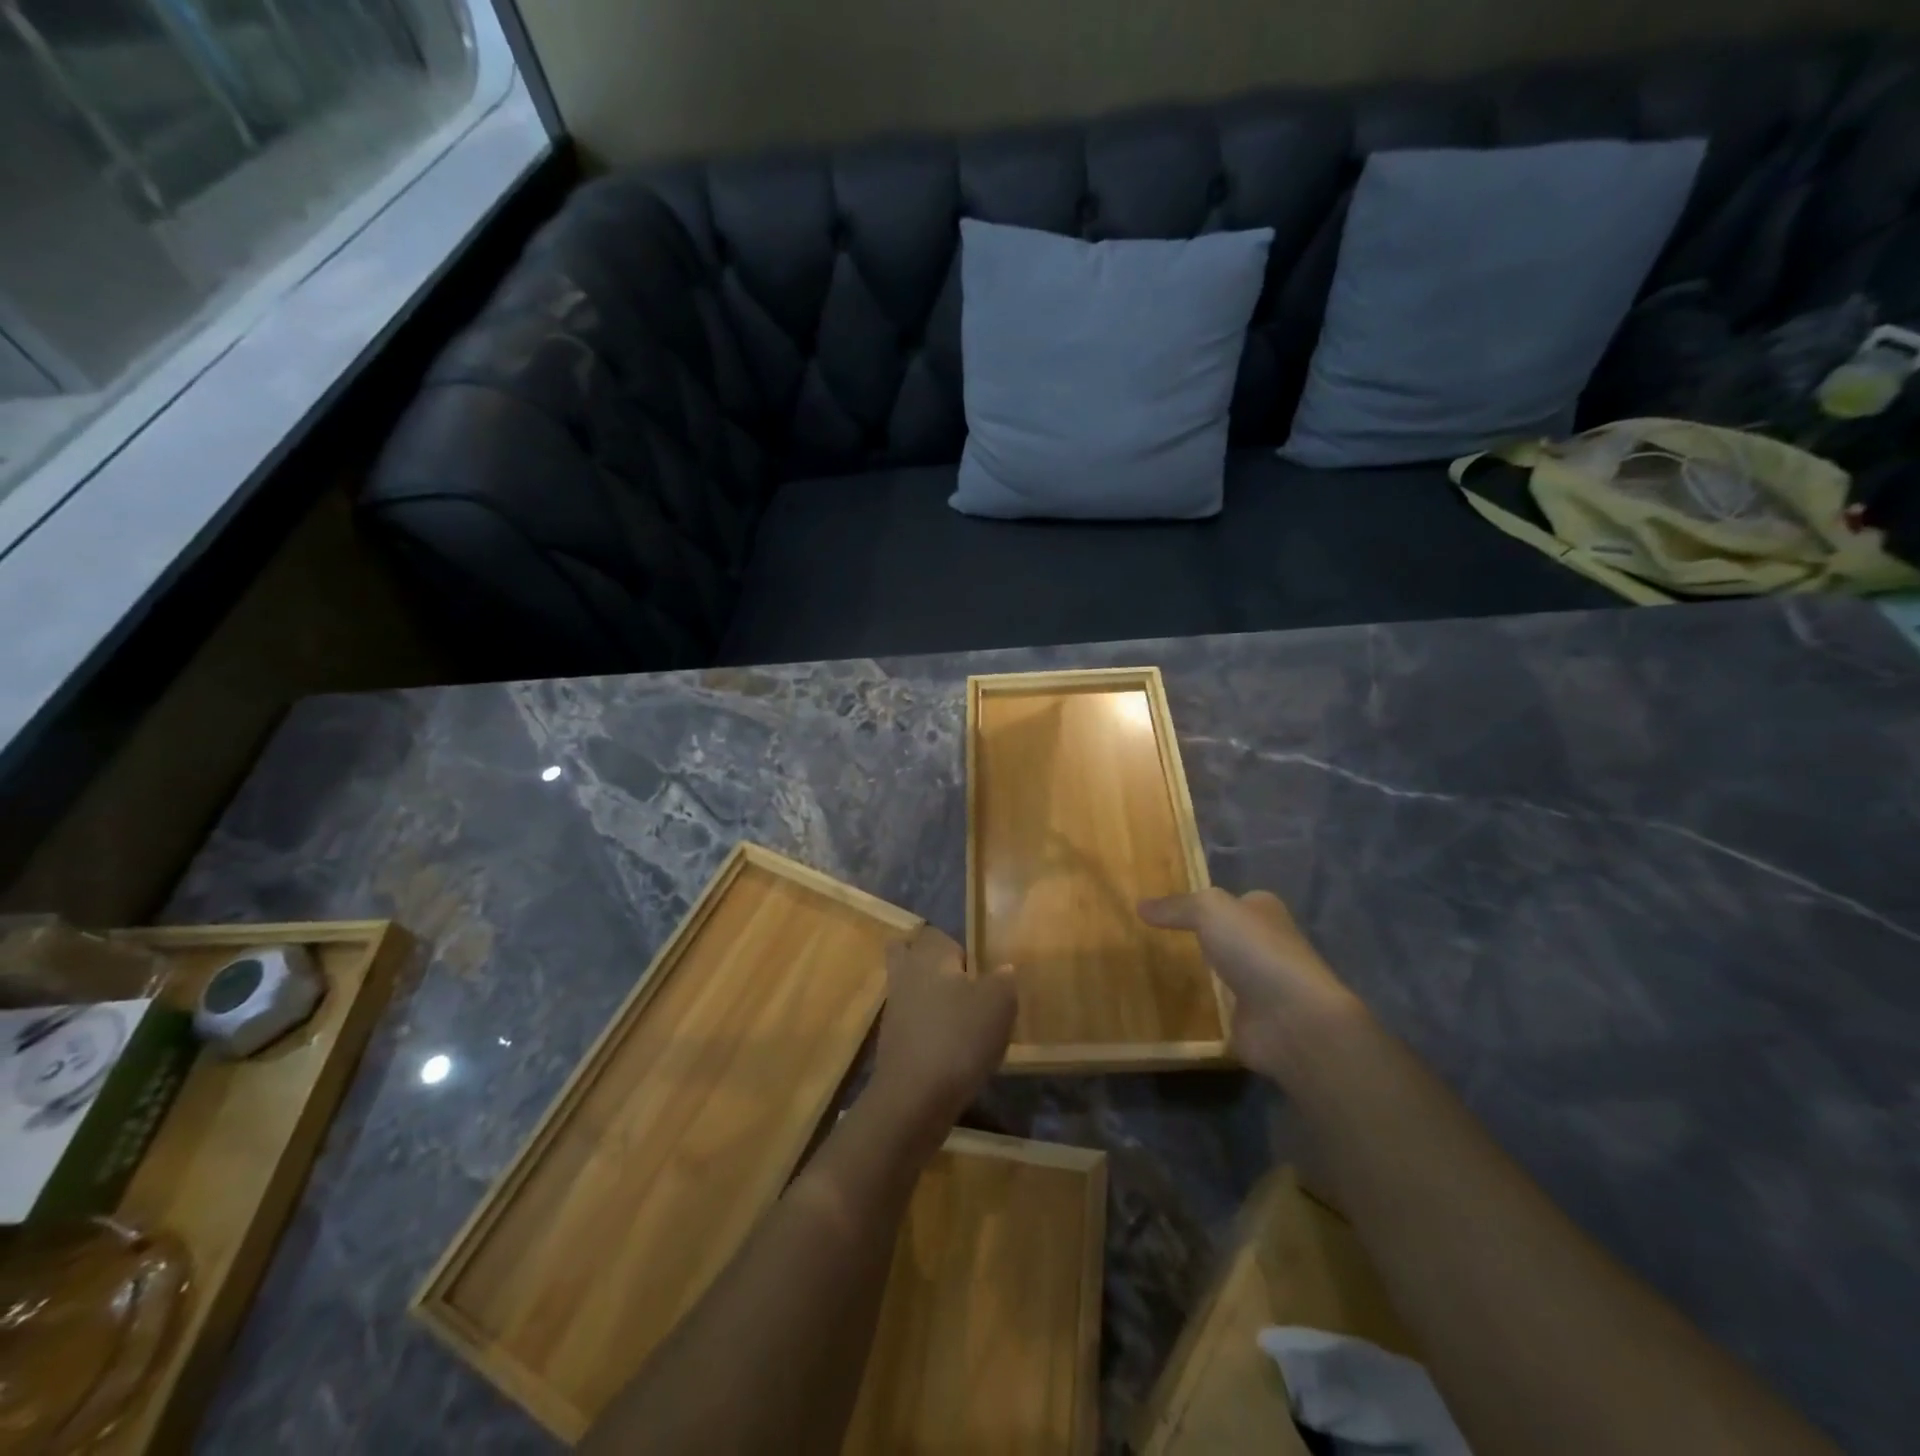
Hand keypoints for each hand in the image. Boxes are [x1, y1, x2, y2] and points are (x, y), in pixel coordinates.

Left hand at [871, 927, 1016, 1128]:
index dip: (959, 950)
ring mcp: (893, 1008)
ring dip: (929, 999)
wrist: (915, 1097)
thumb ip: (1003, 979)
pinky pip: (910, 1022)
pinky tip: (951, 1049)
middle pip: (908, 954)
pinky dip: (926, 1029)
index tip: (978, 973)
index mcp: (929, 954)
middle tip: (962, 986)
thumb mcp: (999, 1003)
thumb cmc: (960, 1037)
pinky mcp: (890, 1041)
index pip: (937, 934)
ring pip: (909, 988)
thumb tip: (1002, 970)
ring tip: (963, 1022)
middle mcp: (905, 973)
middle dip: (931, 965)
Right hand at [1138, 887, 1363, 1079]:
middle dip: (1198, 939)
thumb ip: (1176, 907)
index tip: (1166, 909)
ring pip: (1221, 973)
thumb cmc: (1256, 950)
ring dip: (1197, 975)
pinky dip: (1199, 1009)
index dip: (1202, 902)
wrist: (1292, 1020)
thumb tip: (1141, 905)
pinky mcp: (1251, 1020)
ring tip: (1152, 972)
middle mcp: (1266, 944)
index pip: (1231, 900)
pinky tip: (1168, 1006)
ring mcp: (1261, 985)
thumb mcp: (1209, 911)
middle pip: (1226, 937)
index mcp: (1264, 911)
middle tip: (1153, 940)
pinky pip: (1217, 1009)